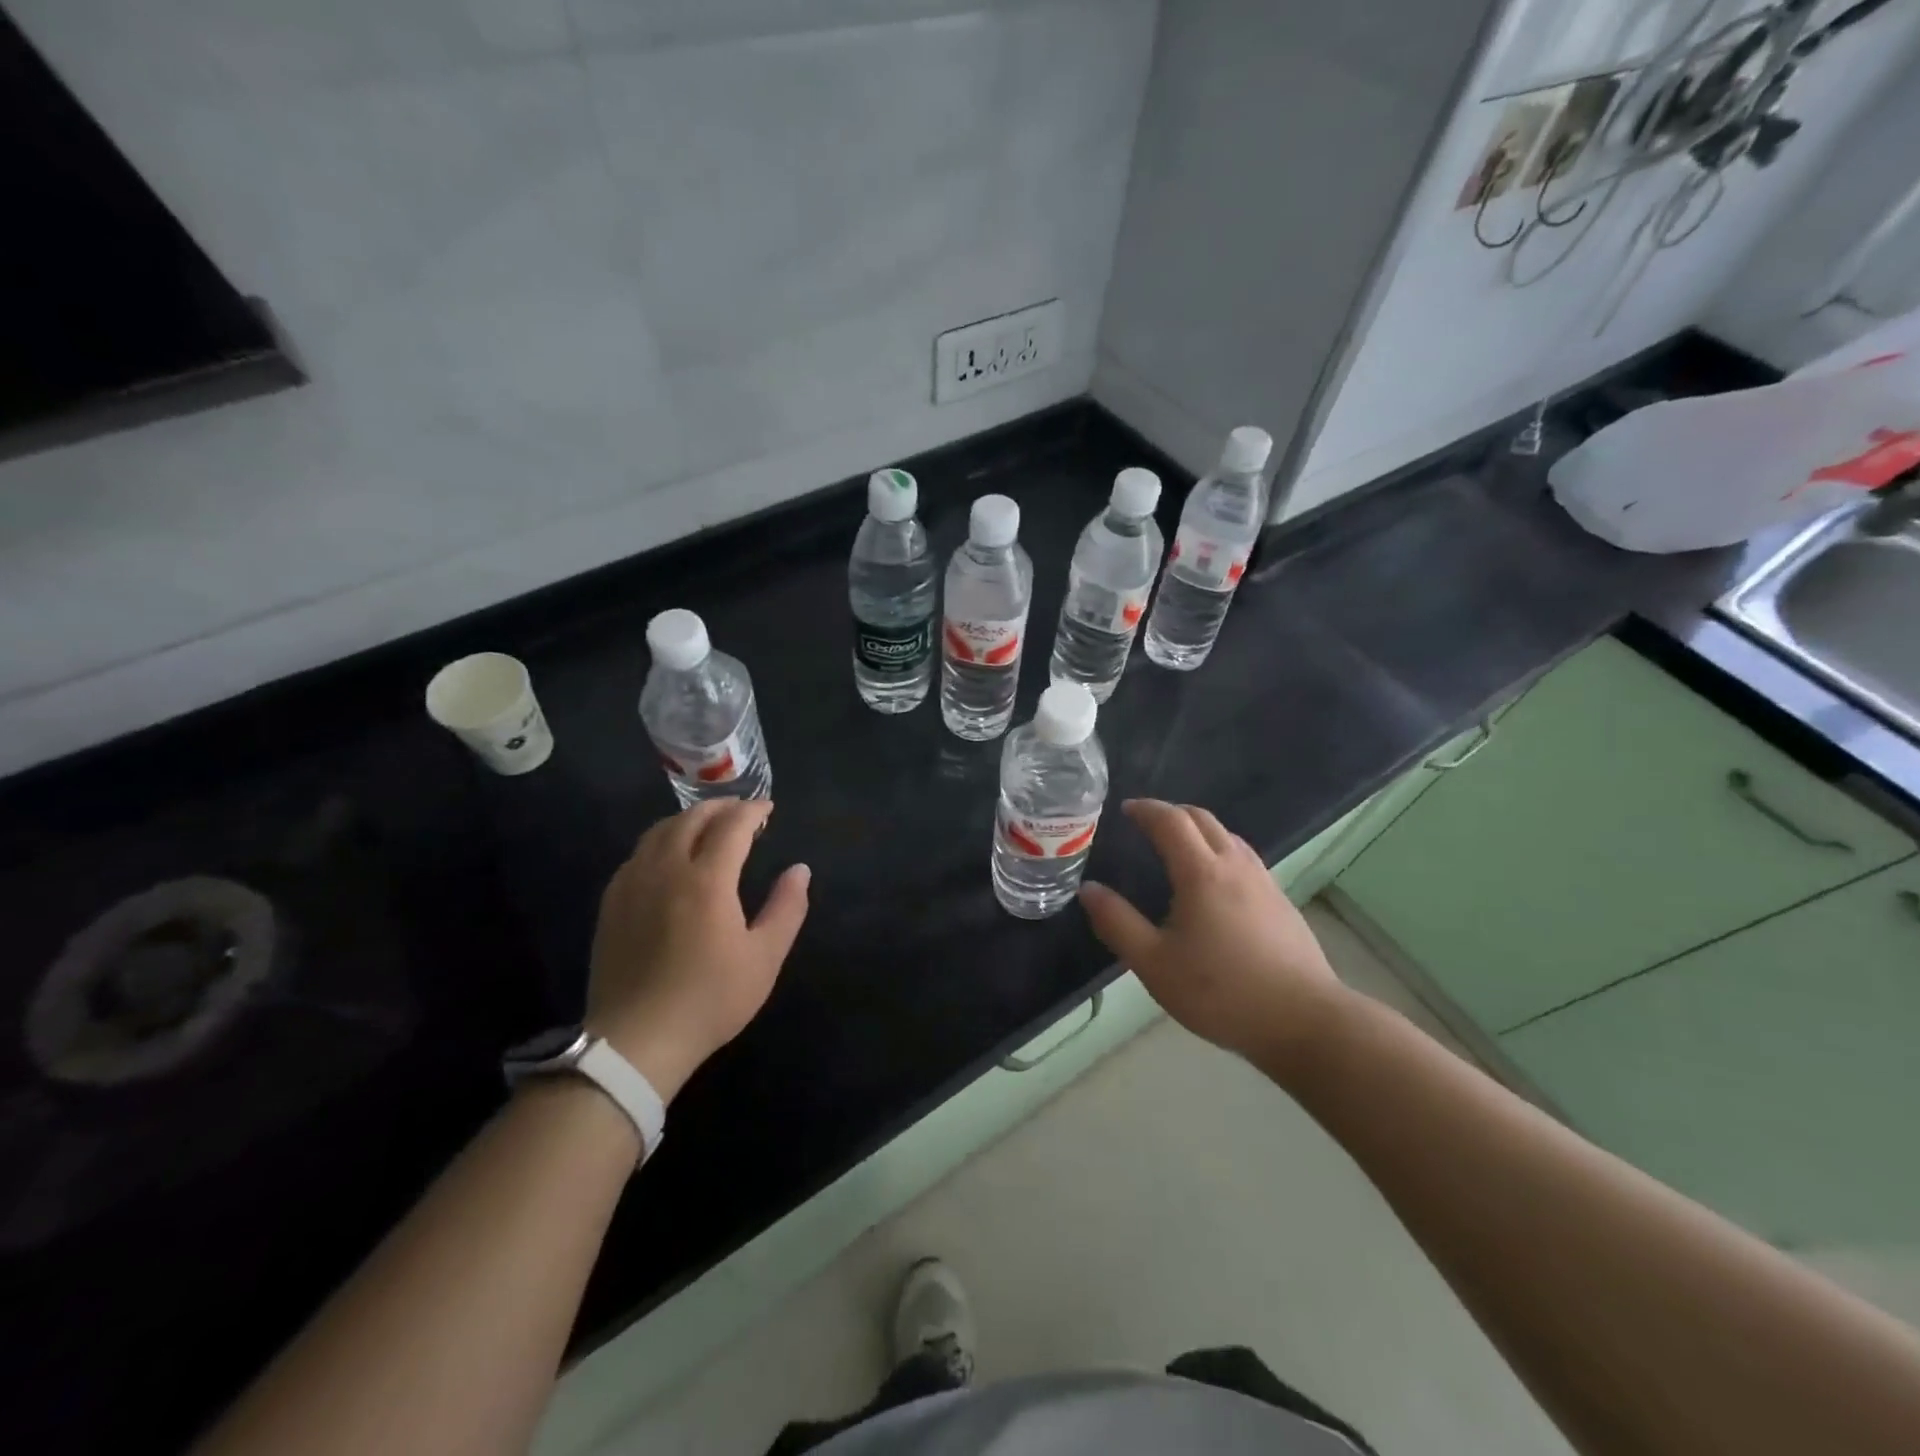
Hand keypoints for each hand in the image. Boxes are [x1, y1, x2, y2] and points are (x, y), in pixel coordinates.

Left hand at [587, 799, 809, 1101]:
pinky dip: (661, 842)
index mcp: (707, 880)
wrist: (636, 1040)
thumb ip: (786, 908)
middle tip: (741, 813)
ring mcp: (632, 884)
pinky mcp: (612, 903)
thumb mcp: (764, 958)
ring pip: (659, 831)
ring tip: (707, 827)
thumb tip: (800, 869)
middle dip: (720, 807)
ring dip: (688, 820)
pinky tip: (669, 859)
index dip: (752, 811)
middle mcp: (666, 870)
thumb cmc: (709, 999)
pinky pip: (637, 855)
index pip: (732, 826)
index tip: (768, 810)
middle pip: (691, 819)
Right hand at [1078, 800, 1351, 1077]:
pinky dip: (1220, 850)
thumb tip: (1088, 890)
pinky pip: (1245, 858)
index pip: (1171, 821)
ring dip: (1199, 829)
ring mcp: (1264, 882)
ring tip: (1178, 847)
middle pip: (1203, 819)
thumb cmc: (1221, 992)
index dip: (1146, 810)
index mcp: (1201, 873)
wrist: (1304, 1020)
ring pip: (1229, 836)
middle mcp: (1235, 866)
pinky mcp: (1282, 902)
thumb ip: (1117, 923)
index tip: (1126, 809)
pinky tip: (1215, 882)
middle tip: (1147, 823)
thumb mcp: (1155, 964)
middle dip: (1172, 813)